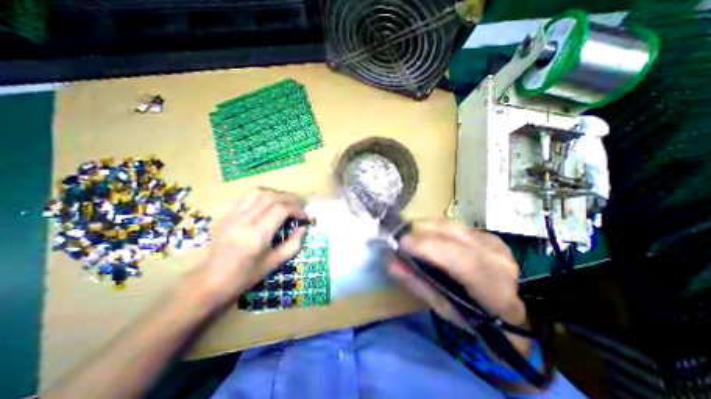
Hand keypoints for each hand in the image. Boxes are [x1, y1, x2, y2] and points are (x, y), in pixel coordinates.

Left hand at [192, 188, 307, 306]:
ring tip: (285, 202)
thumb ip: (293, 244)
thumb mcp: (274, 263)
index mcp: (256, 236)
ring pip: (257, 192)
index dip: (297, 209)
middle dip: (290, 198)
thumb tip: (304, 228)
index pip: (281, 210)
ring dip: (276, 194)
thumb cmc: (245, 276)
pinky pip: (246, 197)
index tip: (304, 216)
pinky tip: (267, 204)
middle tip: (300, 205)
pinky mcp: (225, 214)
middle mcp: (243, 221)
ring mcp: (232, 216)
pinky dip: (262, 196)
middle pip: (270, 196)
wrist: (210, 281)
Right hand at [387, 219, 523, 328]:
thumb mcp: (442, 307)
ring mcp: (494, 242)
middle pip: (453, 232)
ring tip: (411, 235)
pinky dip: (438, 229)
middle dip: (421, 229)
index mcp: (493, 288)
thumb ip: (417, 283)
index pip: (461, 260)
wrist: (509, 312)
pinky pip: (455, 225)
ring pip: (452, 224)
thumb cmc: (473, 317)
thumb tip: (392, 262)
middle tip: (400, 235)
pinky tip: (430, 237)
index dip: (429, 248)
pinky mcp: (487, 235)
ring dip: (427, 227)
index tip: (401, 243)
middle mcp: (496, 258)